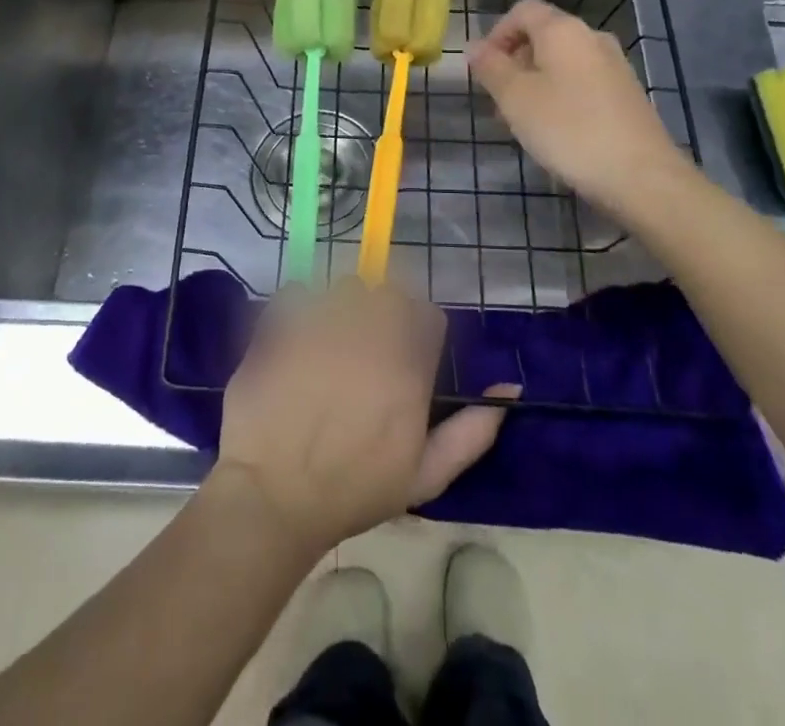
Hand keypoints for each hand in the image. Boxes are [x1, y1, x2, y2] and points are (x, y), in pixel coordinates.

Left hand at [212, 280, 516, 555]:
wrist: (274, 497)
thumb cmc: (354, 490)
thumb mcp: (425, 475)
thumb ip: (472, 431)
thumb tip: (510, 389)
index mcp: (407, 365)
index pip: (429, 316)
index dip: (420, 332)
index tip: (405, 357)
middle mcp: (369, 332)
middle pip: (389, 293)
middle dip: (383, 314)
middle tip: (367, 350)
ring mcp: (322, 323)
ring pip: (345, 288)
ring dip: (344, 307)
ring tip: (330, 344)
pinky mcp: (282, 324)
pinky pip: (296, 293)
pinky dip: (298, 308)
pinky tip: (295, 340)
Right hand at [467, 0, 690, 223]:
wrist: (642, 176)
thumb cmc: (569, 129)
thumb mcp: (516, 98)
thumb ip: (491, 68)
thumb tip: (475, 47)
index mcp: (563, 30)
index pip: (523, 10)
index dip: (496, 33)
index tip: (484, 69)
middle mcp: (592, 38)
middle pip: (543, 36)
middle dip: (514, 63)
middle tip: (498, 101)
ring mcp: (614, 66)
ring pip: (562, 63)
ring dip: (535, 83)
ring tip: (521, 122)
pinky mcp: (626, 95)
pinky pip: (582, 83)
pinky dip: (560, 97)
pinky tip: (555, 132)